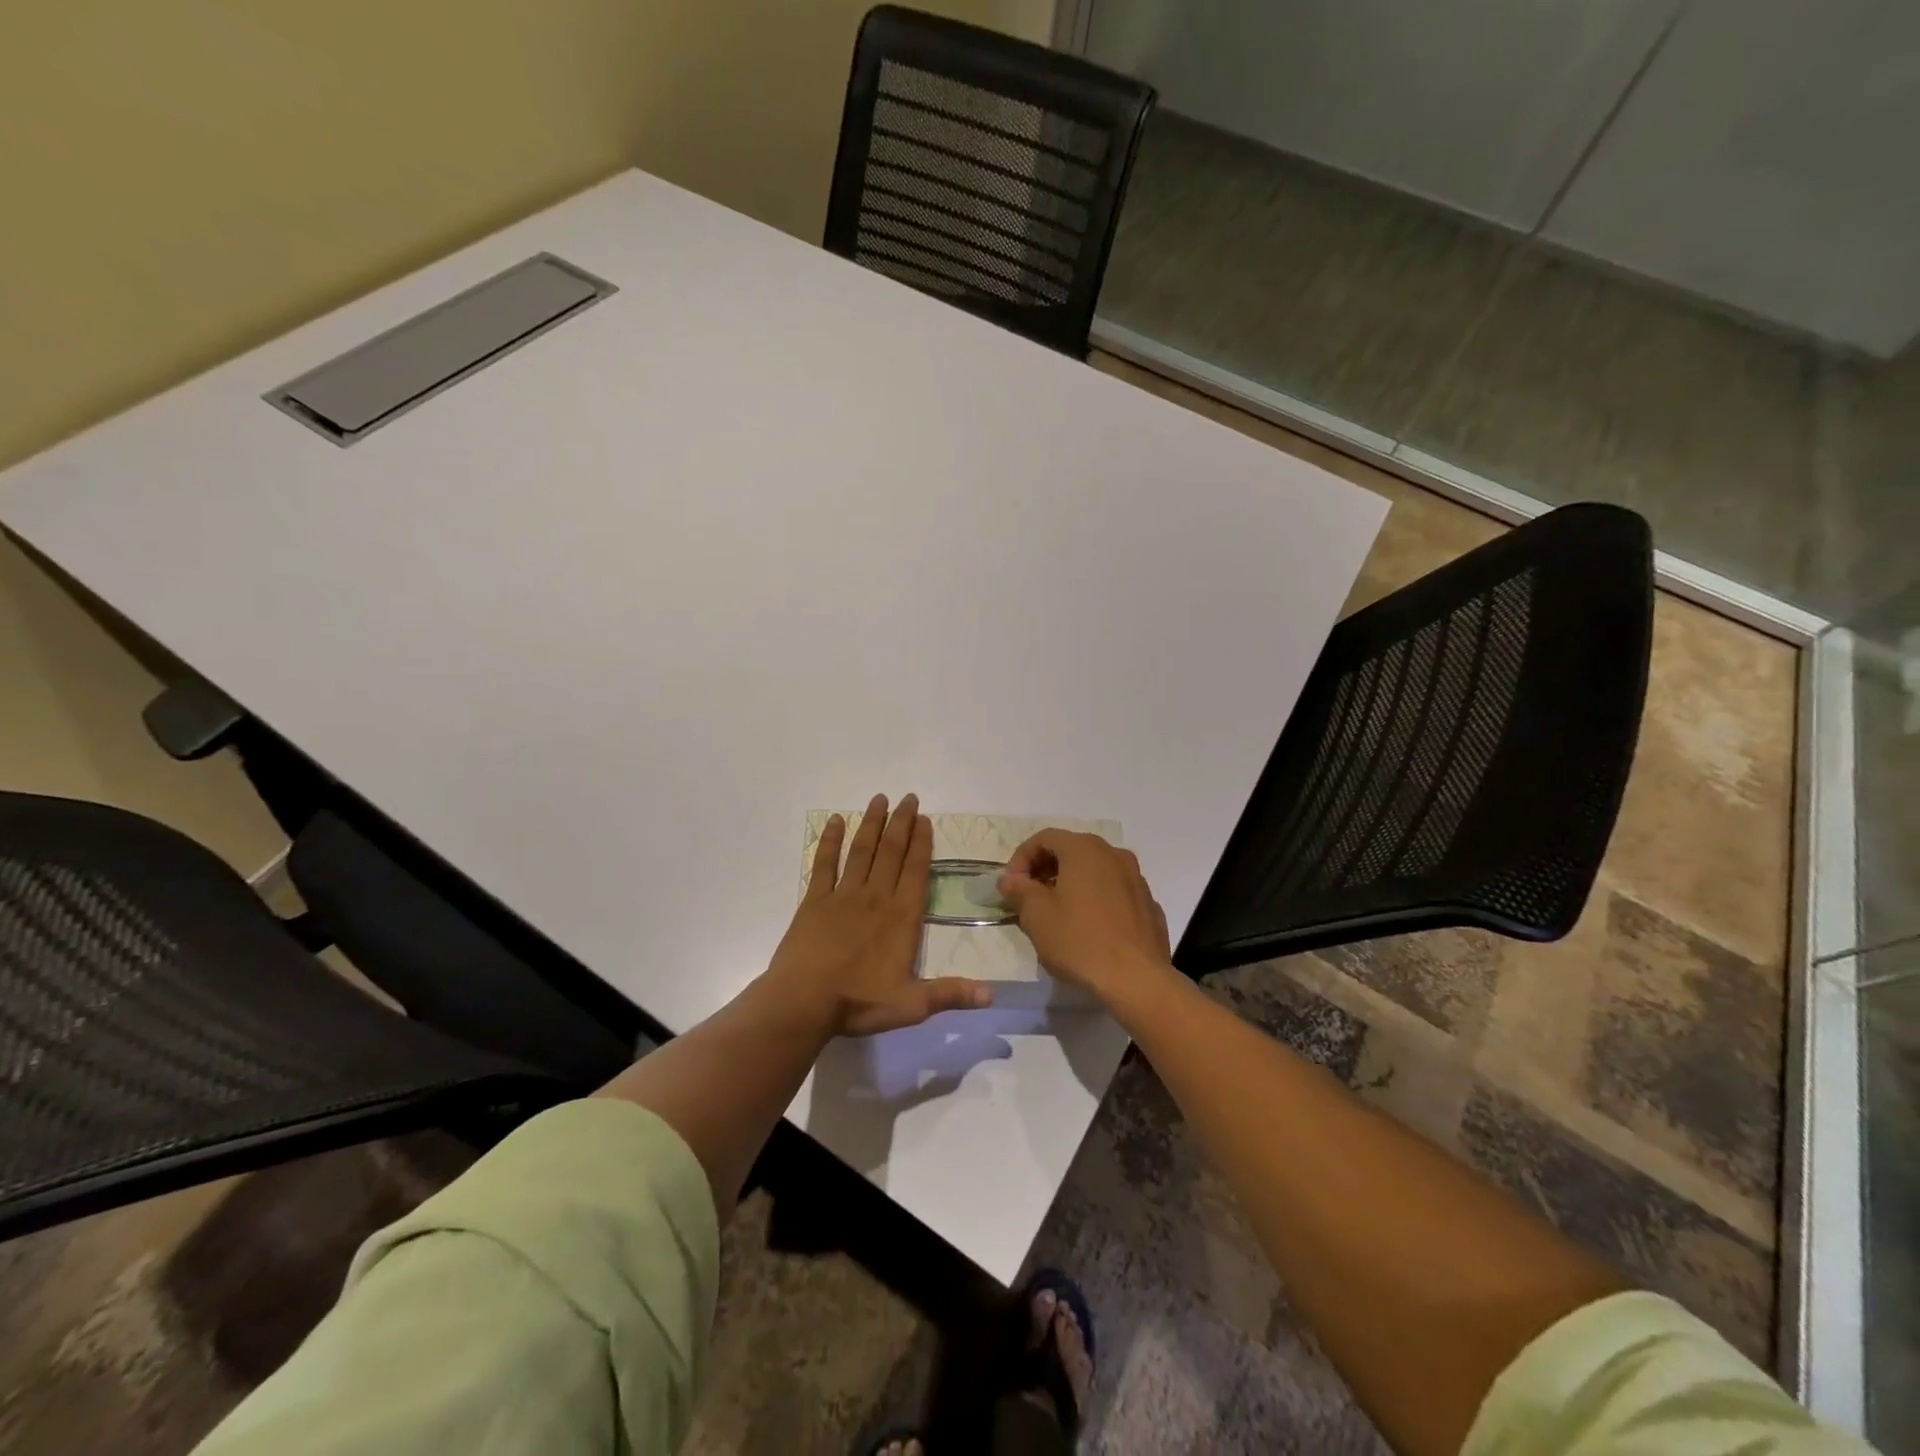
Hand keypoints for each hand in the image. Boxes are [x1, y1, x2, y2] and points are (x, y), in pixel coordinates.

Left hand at [764, 793, 991, 1036]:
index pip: (916, 871)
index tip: (925, 819)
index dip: (922, 843)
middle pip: (892, 852)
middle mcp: (875, 898)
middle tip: (908, 797)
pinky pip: (824, 864)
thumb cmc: (858, 1003)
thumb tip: (993, 994)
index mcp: (901, 917)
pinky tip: (836, 821)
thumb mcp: (911, 1005)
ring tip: (880, 799)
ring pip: (862, 851)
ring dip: (872, 823)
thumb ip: (951, 994)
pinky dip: (830, 841)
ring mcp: (843, 896)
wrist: (803, 1003)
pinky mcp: (815, 901)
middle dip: (901, 823)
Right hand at [998, 829, 1172, 999]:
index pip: (1044, 838)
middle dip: (1046, 869)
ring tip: (1057, 913)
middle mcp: (1113, 854)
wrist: (1137, 979)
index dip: (1021, 858)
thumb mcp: (1037, 916)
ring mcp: (1136, 878)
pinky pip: (1115, 892)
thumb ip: (1020, 890)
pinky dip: (1096, 899)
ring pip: (1096, 870)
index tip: (1010, 886)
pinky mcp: (1148, 904)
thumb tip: (1011, 879)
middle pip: (1072, 850)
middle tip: (1029, 897)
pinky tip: (1089, 927)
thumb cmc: (1079, 941)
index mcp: (1084, 849)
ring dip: (1072, 883)